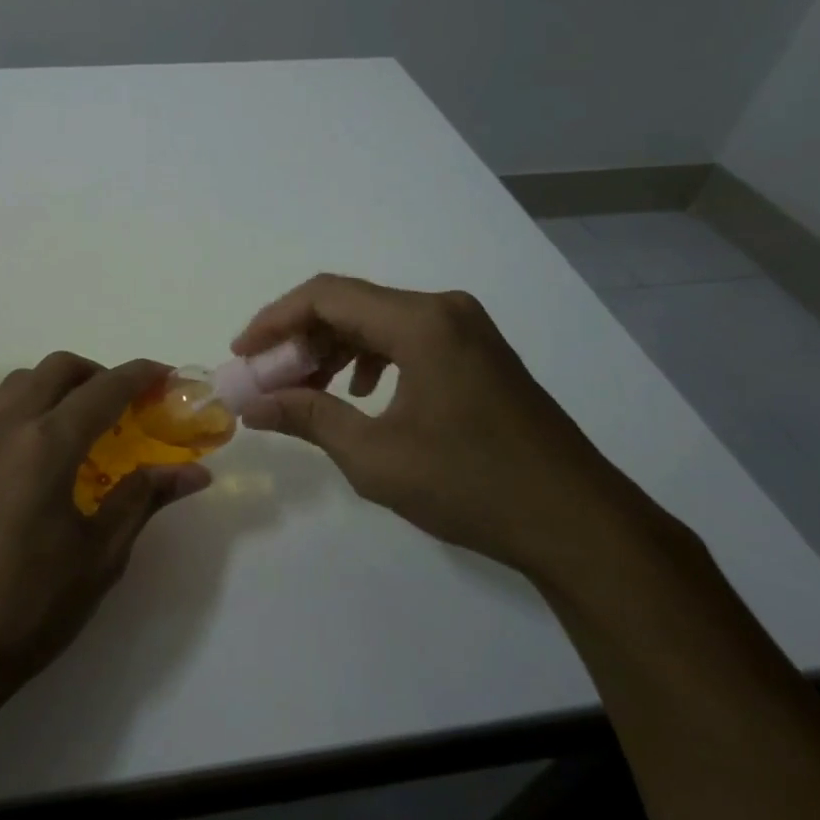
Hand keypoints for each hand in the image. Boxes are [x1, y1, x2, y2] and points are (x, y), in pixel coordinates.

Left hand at [0, 352, 210, 709]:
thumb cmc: (28, 606)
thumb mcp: (99, 556)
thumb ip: (143, 499)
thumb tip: (193, 472)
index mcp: (46, 444)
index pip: (103, 388)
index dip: (140, 375)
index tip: (168, 376)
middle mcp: (8, 430)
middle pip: (57, 369)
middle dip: (98, 373)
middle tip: (129, 404)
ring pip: (22, 384)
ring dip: (60, 385)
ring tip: (89, 424)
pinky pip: (2, 413)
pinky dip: (34, 408)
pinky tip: (50, 457)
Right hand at [233, 275, 653, 577]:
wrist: (578, 523)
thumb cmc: (471, 485)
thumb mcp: (375, 456)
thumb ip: (308, 417)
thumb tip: (253, 405)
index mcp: (420, 322)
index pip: (325, 296)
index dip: (274, 320)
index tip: (242, 354)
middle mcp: (443, 309)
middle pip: (350, 304)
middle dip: (300, 338)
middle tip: (267, 378)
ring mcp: (466, 329)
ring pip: (377, 320)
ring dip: (333, 349)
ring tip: (303, 389)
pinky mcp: (478, 352)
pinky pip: (407, 338)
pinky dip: (370, 358)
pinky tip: (360, 393)